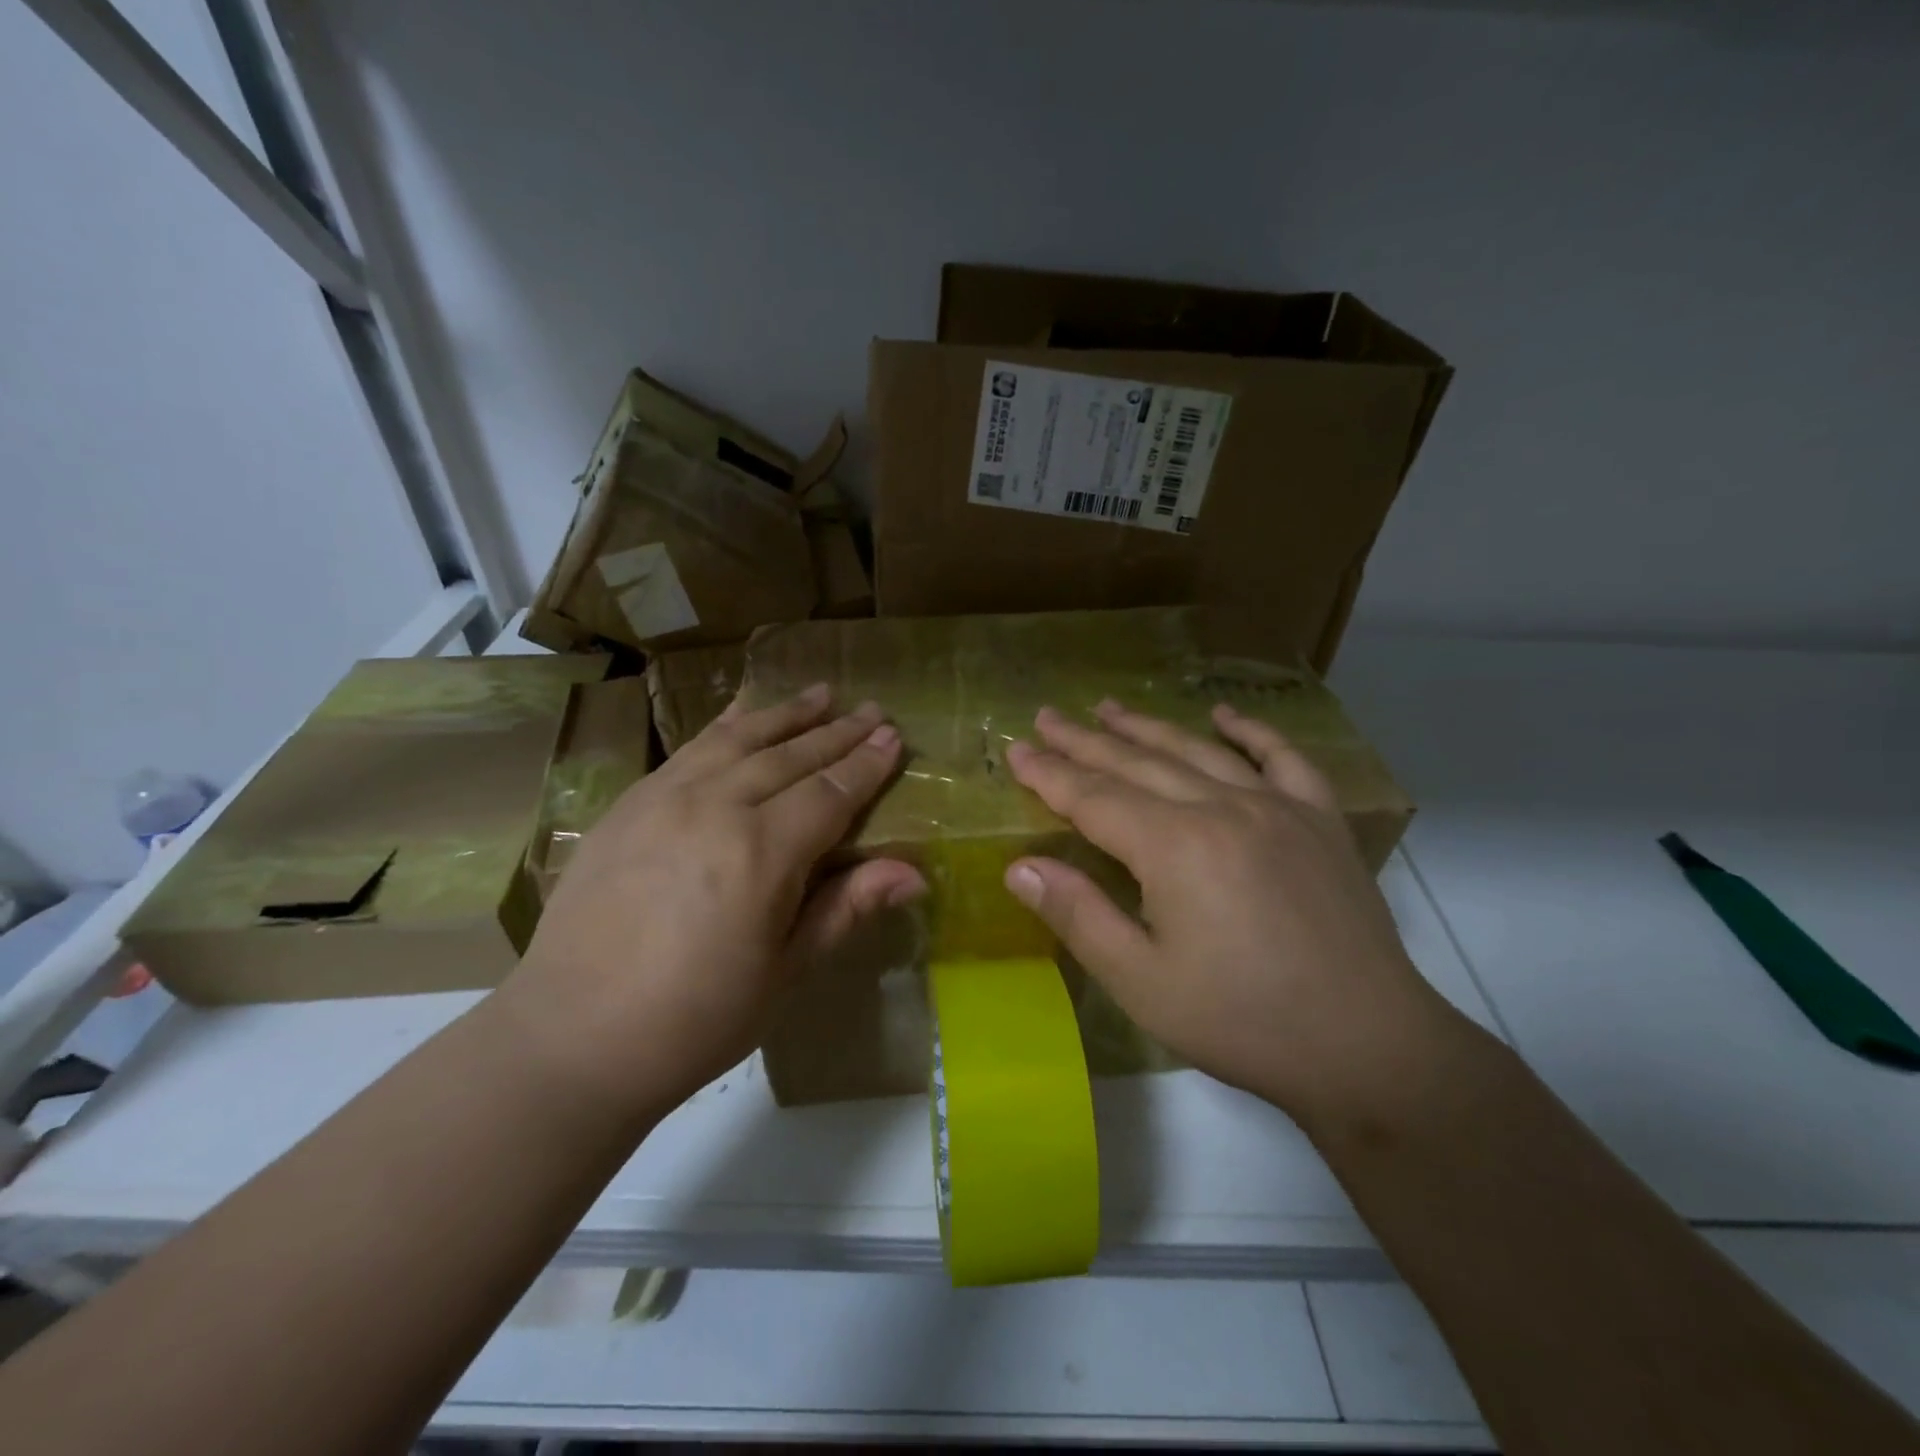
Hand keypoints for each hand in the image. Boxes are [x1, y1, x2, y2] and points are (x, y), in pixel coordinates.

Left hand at [507, 684, 924, 1118]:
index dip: (866, 765)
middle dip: (837, 731)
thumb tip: (916, 873)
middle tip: (873, 709)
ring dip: (786, 714)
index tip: (895, 737)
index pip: (830, 793)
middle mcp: (715, 807)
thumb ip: (847, 907)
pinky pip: (690, 749)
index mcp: (761, 853)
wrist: (572, 1037)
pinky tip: (744, 715)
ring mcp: (664, 798)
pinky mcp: (629, 803)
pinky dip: (727, 725)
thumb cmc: (696, 1018)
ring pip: (739, 739)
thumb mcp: (785, 972)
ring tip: (821, 693)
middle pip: (790, 756)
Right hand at [1003, 700, 1462, 1131]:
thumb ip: (1079, 916)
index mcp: (1174, 846)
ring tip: (1109, 707)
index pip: (1094, 797)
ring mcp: (1277, 807)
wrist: (1368, 1047)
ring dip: (1147, 727)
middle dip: (1085, 740)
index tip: (1015, 750)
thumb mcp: (1142, 983)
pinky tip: (1225, 716)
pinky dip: (1250, 732)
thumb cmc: (1243, 1021)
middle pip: (1137, 763)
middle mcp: (1222, 808)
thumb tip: (1020, 867)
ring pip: (1197, 752)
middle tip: (1047, 717)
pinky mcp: (1320, 820)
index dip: (1049, 774)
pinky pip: (1283, 759)